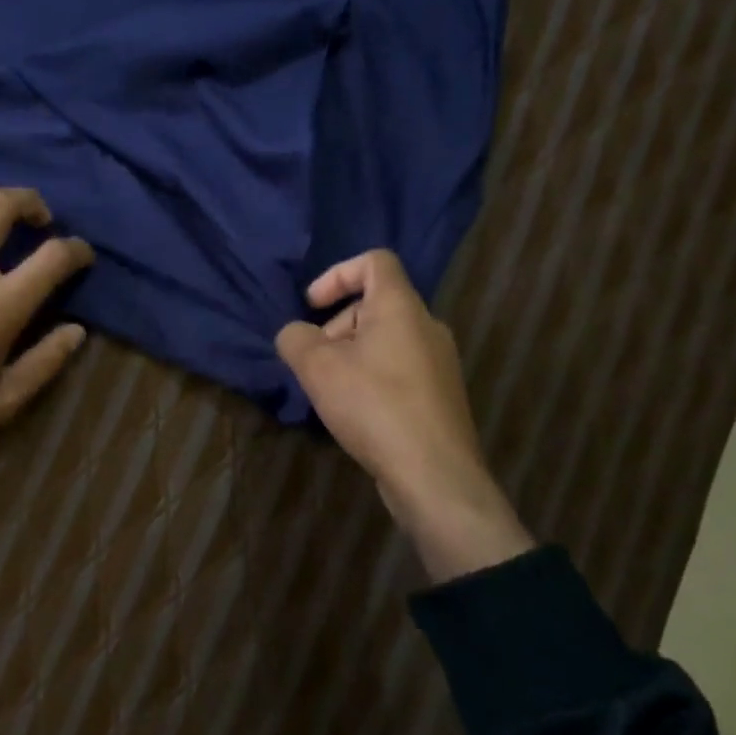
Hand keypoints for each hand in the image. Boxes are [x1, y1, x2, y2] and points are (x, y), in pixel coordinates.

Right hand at [275, 250, 532, 580]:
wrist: (434, 473)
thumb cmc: (373, 405)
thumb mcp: (317, 367)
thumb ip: (295, 339)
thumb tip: (295, 334)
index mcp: (401, 307)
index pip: (375, 261)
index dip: (337, 273)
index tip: (312, 305)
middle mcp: (427, 326)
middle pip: (376, 304)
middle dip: (337, 324)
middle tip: (316, 359)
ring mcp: (439, 361)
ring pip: (386, 339)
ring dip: (352, 353)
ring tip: (331, 390)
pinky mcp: (441, 394)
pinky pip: (399, 367)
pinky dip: (372, 375)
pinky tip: (356, 411)